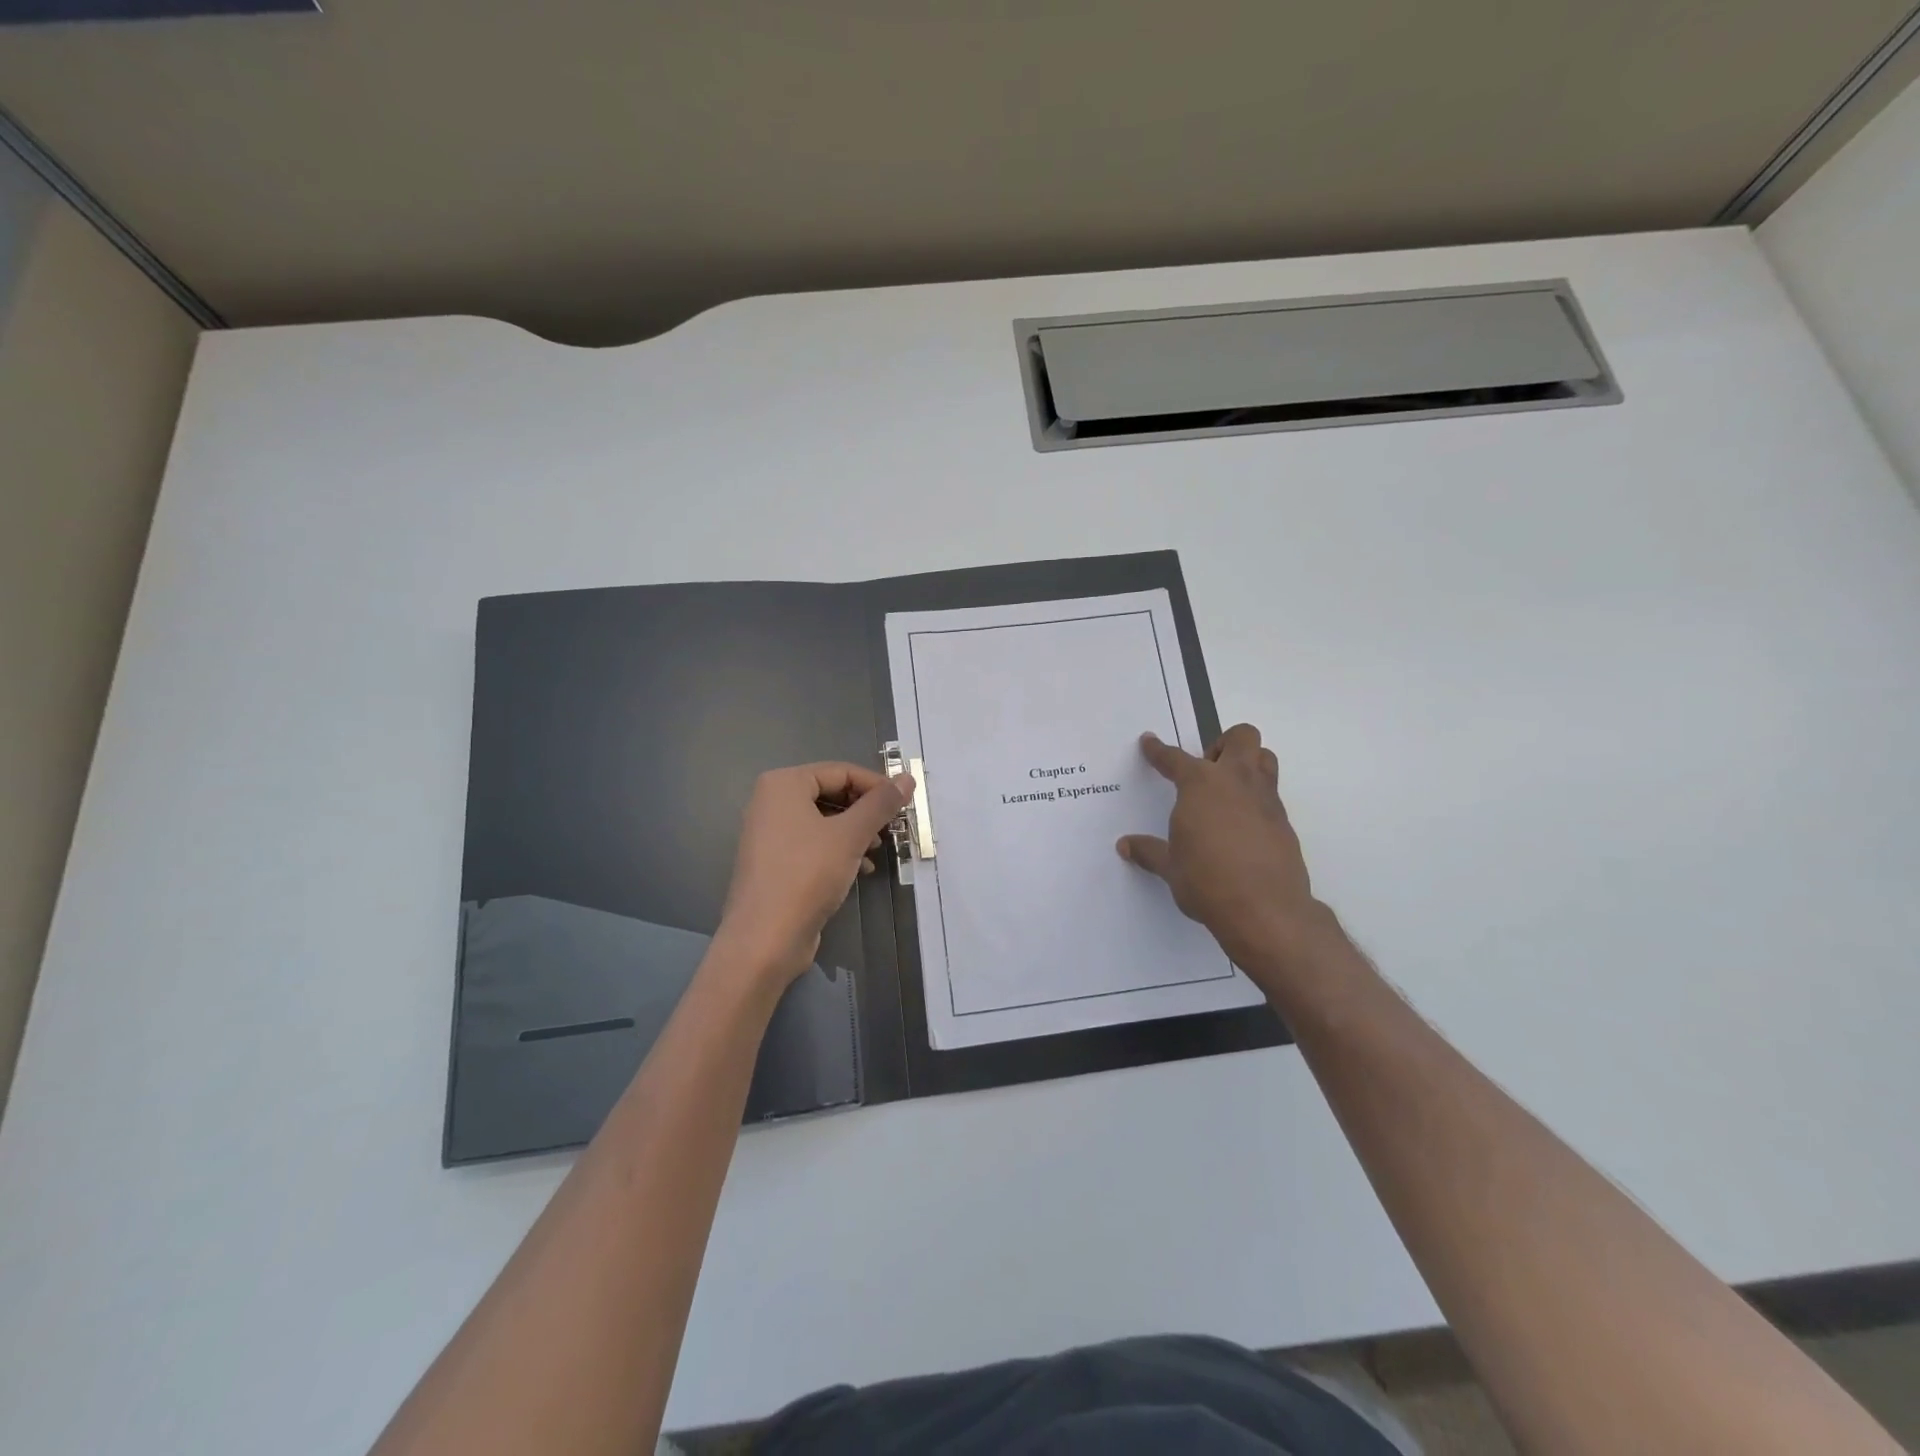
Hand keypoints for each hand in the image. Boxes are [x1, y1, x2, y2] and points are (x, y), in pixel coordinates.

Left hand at [715, 762, 913, 985]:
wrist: (765, 939)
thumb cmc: (807, 875)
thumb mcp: (850, 835)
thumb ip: (880, 804)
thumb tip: (907, 778)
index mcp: (783, 784)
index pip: (841, 771)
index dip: (876, 785)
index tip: (905, 804)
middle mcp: (772, 802)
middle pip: (831, 793)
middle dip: (865, 811)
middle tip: (892, 828)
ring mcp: (770, 833)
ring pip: (825, 820)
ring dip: (855, 832)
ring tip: (876, 850)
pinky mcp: (775, 862)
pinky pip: (813, 843)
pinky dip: (839, 850)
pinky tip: (859, 869)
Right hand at [1117, 724, 1338, 995]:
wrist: (1265, 909)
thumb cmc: (1207, 881)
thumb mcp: (1171, 867)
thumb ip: (1149, 851)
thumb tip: (1126, 845)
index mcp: (1200, 784)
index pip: (1174, 759)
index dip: (1158, 750)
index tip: (1150, 742)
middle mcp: (1236, 782)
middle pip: (1240, 737)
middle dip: (1223, 745)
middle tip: (1207, 769)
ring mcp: (1265, 800)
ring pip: (1265, 759)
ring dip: (1248, 764)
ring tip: (1228, 792)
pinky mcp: (1284, 823)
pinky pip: (1271, 795)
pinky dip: (1256, 800)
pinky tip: (1242, 828)